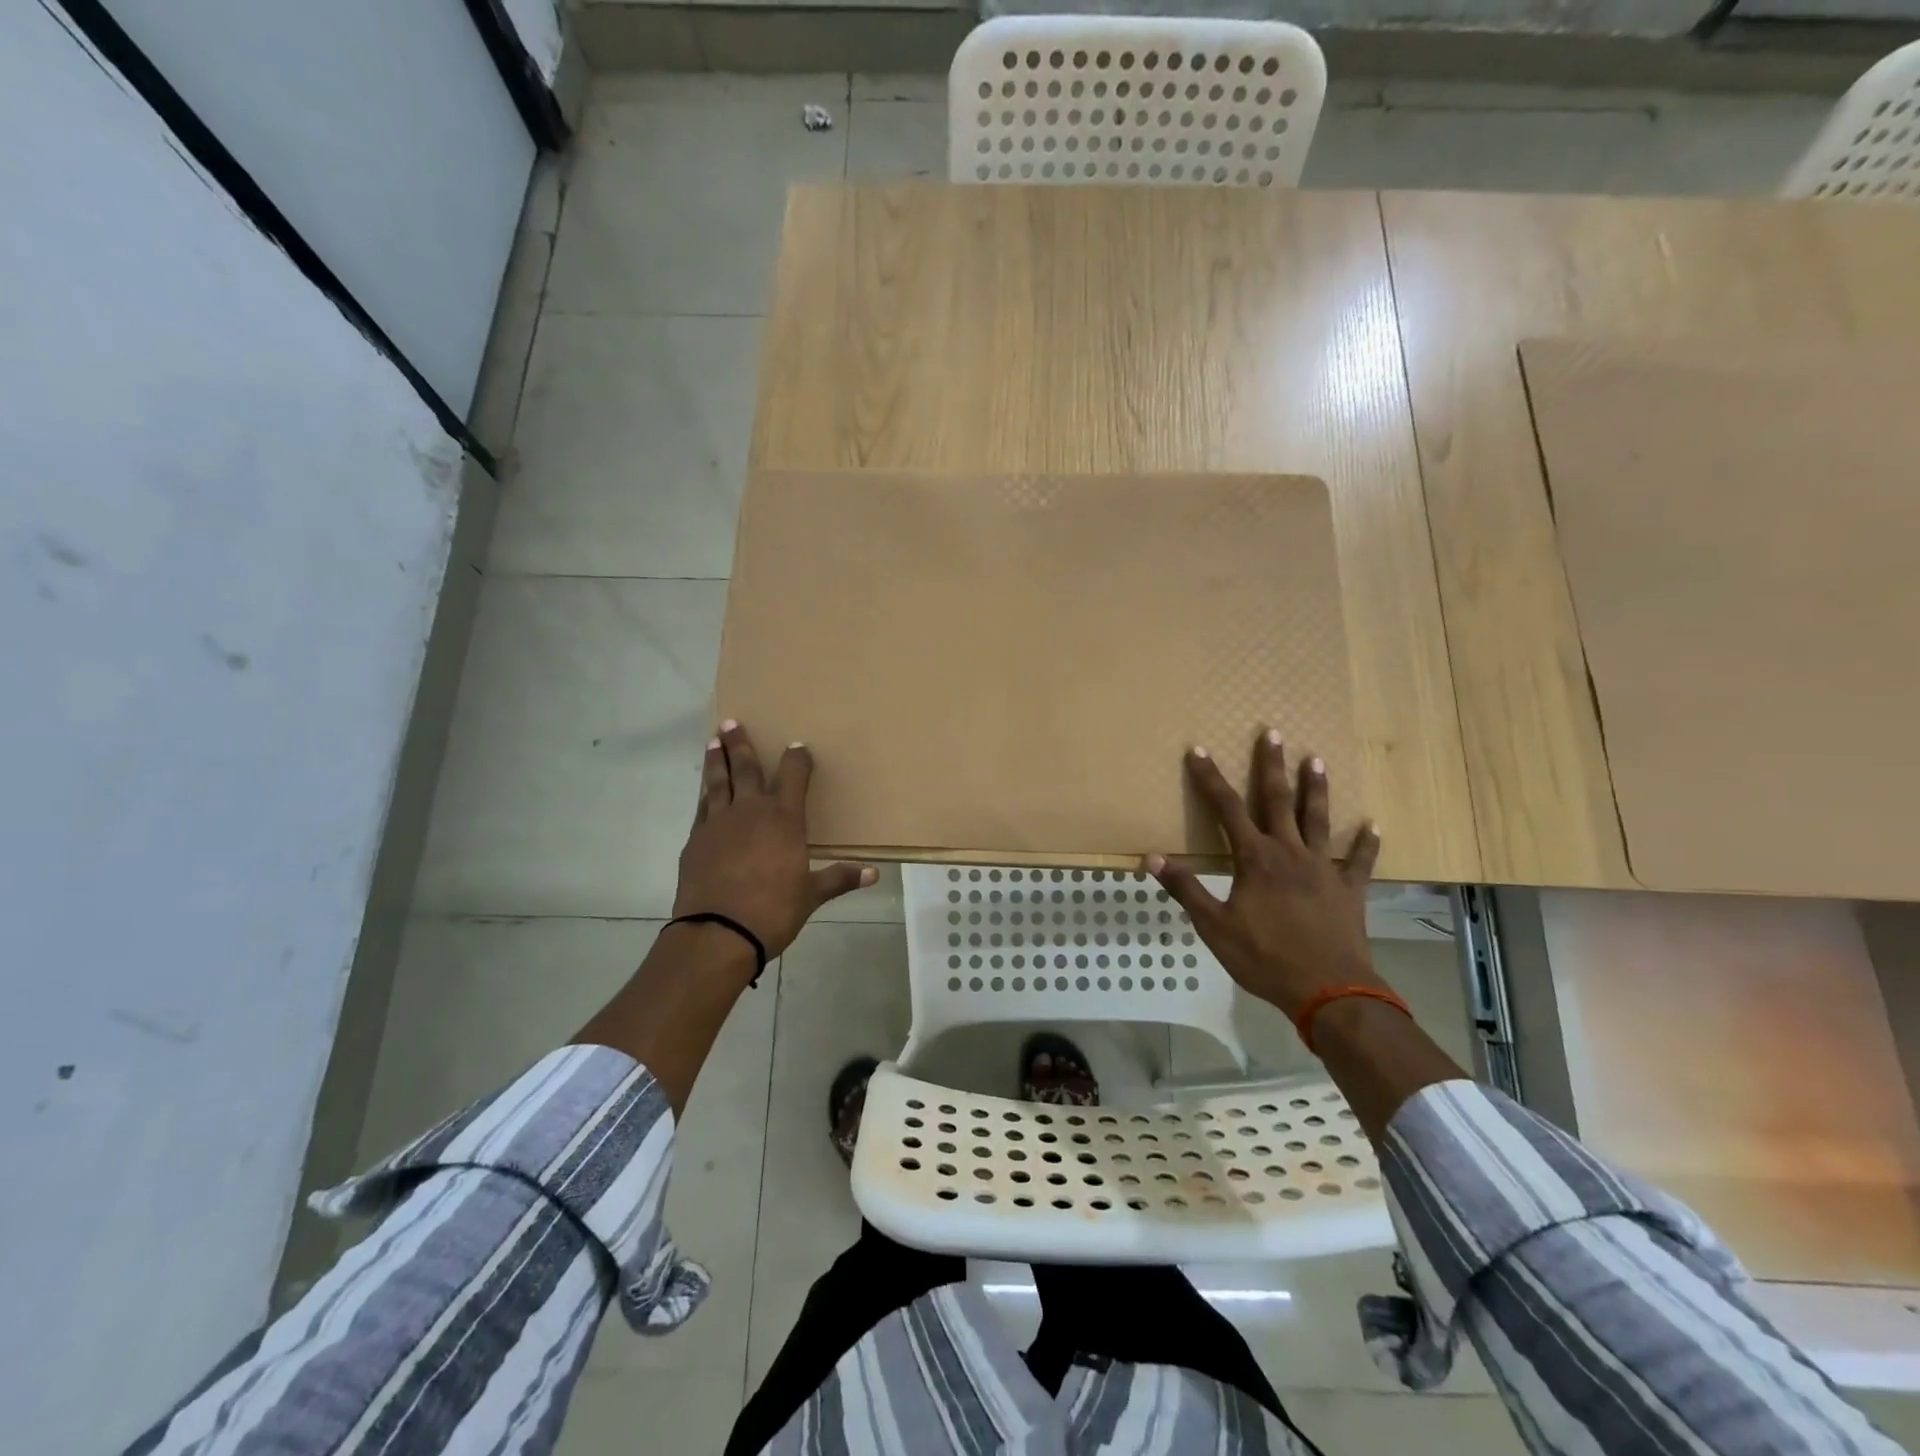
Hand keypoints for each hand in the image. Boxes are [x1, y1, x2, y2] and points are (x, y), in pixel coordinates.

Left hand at [674, 720, 874, 958]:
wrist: (717, 932)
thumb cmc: (773, 911)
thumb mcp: (811, 896)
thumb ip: (839, 879)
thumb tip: (873, 874)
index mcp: (784, 819)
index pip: (794, 775)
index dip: (797, 758)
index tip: (798, 746)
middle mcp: (750, 811)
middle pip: (746, 768)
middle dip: (741, 744)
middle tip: (732, 723)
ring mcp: (718, 823)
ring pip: (718, 782)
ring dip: (718, 761)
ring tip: (714, 742)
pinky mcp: (696, 840)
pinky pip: (702, 808)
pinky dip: (704, 794)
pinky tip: (704, 791)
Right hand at [1145, 729, 1382, 1020]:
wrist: (1328, 991)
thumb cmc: (1264, 958)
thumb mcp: (1214, 926)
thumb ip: (1185, 888)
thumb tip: (1151, 857)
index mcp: (1255, 859)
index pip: (1225, 809)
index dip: (1209, 778)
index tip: (1198, 751)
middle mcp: (1290, 852)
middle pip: (1277, 800)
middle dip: (1271, 765)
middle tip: (1272, 732)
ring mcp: (1324, 868)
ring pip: (1318, 819)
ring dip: (1315, 788)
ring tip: (1316, 759)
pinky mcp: (1349, 889)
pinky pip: (1359, 860)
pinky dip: (1366, 842)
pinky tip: (1373, 825)